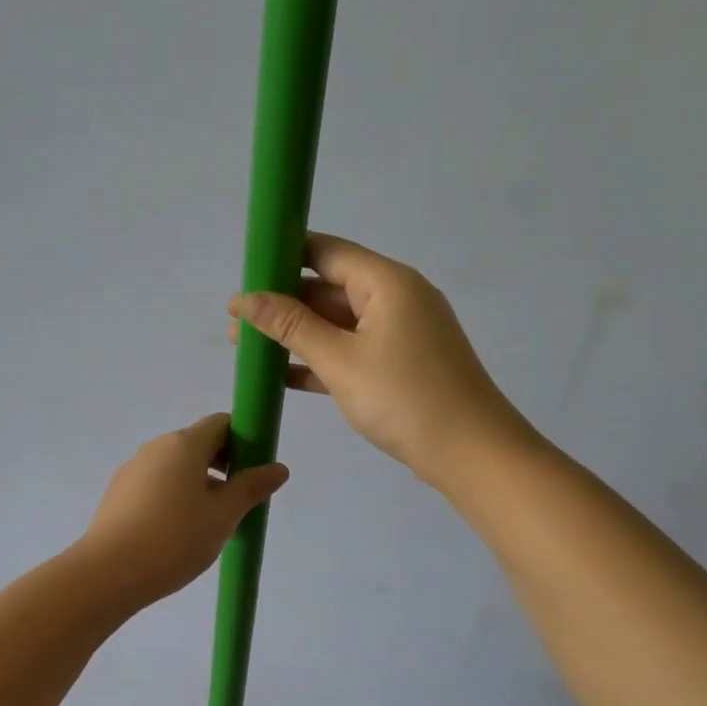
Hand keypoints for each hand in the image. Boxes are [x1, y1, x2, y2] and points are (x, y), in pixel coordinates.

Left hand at [79, 414, 289, 603]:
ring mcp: (133, 468)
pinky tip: (177, 532)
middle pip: (197, 443)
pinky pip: (155, 483)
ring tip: (209, 523)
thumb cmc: (174, 539)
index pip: (221, 424)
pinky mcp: (118, 492)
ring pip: (175, 466)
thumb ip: (251, 488)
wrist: (108, 572)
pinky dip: (173, 495)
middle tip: (238, 502)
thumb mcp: (223, 516)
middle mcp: (156, 447)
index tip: (254, 471)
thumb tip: (278, 468)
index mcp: (184, 444)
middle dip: (223, 465)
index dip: (244, 441)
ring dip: (198, 483)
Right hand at [227, 233, 535, 487]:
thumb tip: (243, 299)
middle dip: (281, 303)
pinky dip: (319, 358)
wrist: (471, 454)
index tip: (243, 272)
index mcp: (386, 282)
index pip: (325, 251)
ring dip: (295, 334)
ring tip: (248, 348)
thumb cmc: (404, 398)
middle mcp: (395, 298)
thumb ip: (290, 326)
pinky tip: (282, 374)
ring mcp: (400, 332)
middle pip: (328, 287)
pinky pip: (350, 349)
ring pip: (336, 322)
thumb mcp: (339, 360)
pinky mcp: (400, 363)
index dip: (282, 256)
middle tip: (236, 323)